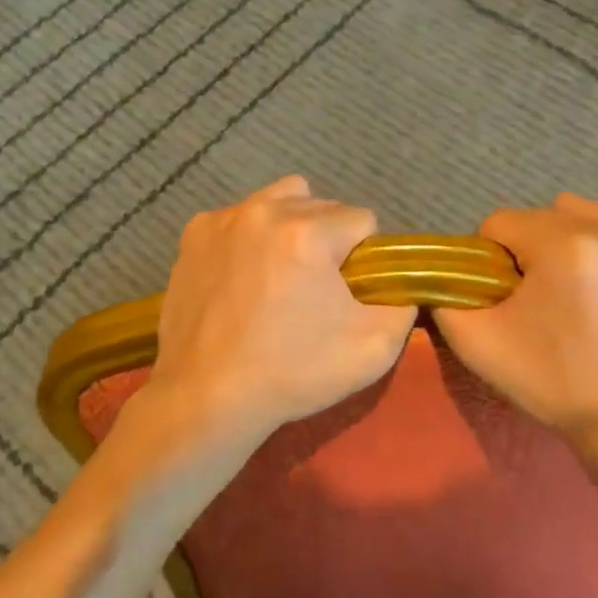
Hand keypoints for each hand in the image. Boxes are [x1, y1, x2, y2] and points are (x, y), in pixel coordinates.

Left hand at [143, 176, 416, 454]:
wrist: (208, 397)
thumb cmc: (293, 372)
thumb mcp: (376, 348)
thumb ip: (402, 302)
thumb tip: (397, 282)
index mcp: (309, 232)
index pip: (362, 220)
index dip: (365, 258)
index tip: (349, 292)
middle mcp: (265, 211)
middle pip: (322, 206)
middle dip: (329, 240)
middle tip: (316, 289)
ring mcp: (224, 219)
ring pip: (281, 200)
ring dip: (292, 226)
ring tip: (283, 272)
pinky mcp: (194, 234)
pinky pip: (240, 218)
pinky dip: (251, 237)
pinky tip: (244, 275)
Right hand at [434, 194, 597, 458]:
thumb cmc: (558, 386)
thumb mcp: (479, 346)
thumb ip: (447, 298)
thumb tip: (446, 274)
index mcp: (565, 246)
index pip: (501, 222)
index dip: (491, 258)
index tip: (505, 297)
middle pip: (545, 216)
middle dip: (532, 249)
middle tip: (541, 300)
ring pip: (588, 219)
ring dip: (573, 245)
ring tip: (583, 295)